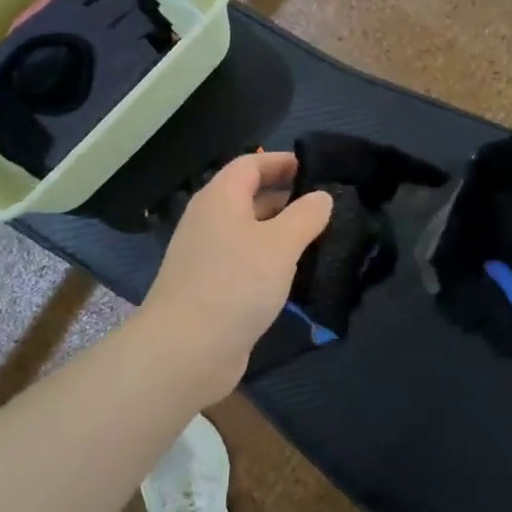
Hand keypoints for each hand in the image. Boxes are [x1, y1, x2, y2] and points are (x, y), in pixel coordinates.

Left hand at [141, 151, 333, 396]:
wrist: (187, 349)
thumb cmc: (236, 283)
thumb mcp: (281, 244)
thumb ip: (306, 216)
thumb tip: (322, 197)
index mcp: (220, 199)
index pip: (250, 164)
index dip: (281, 162)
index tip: (314, 168)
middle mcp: (209, 221)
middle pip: (248, 196)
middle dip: (286, 197)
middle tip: (325, 206)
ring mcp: (207, 256)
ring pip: (248, 232)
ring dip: (280, 231)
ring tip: (319, 238)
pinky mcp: (211, 288)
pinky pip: (244, 261)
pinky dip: (269, 260)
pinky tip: (294, 275)